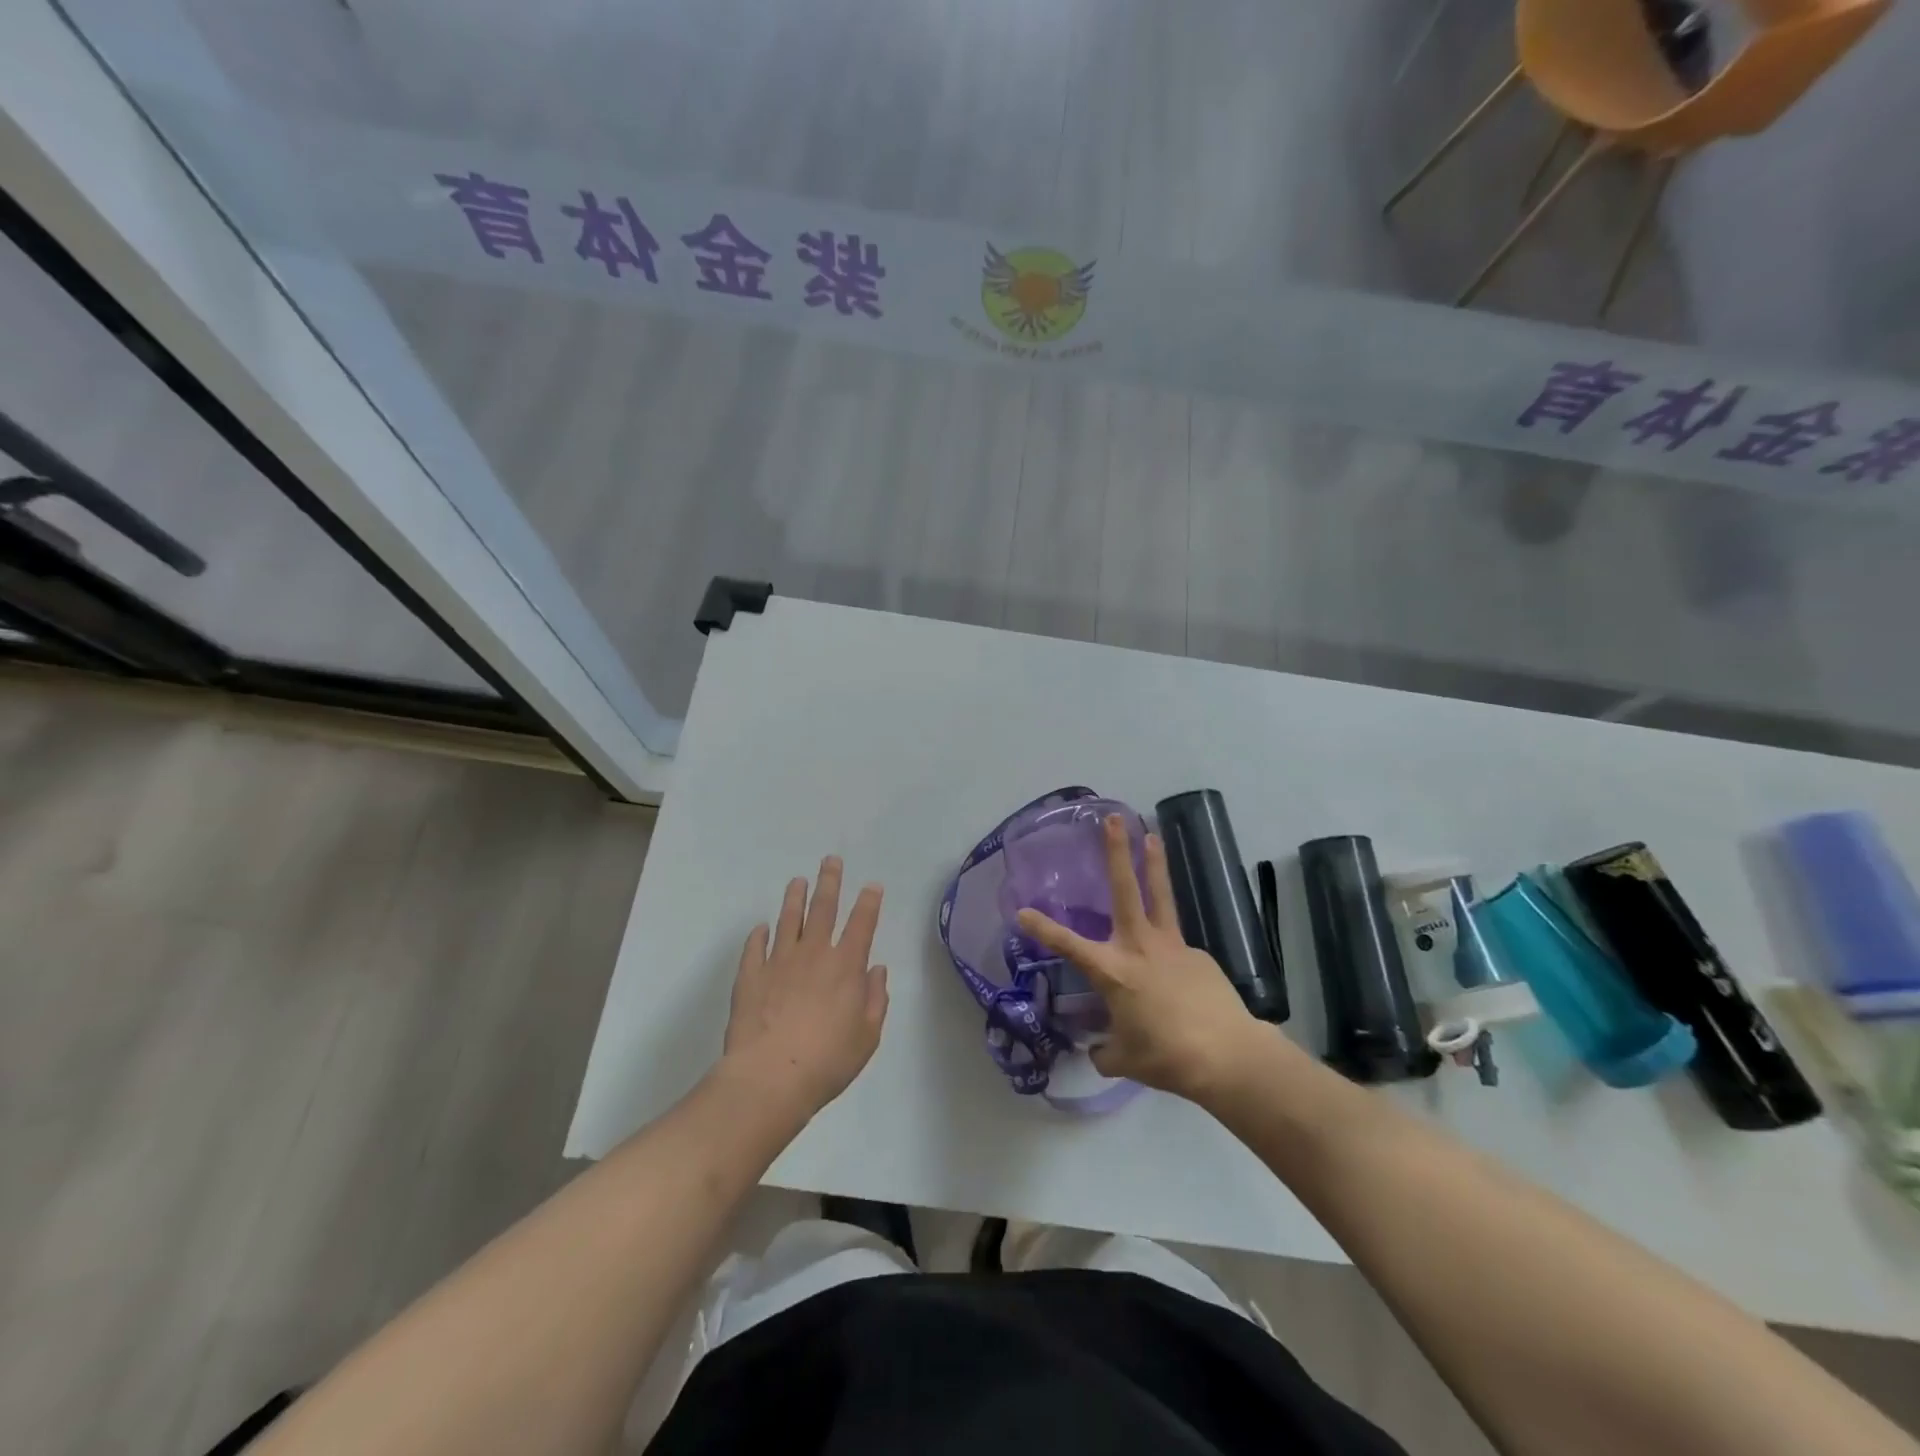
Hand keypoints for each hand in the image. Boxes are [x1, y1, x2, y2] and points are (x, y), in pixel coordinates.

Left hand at [720, 857, 888, 1117]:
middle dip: (829, 882)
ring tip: (797, 882)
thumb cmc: (827, 1061)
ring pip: (788, 920)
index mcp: (846, 966)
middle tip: (831, 861)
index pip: (862, 924)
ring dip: (795, 899)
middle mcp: (814, 954)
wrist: (769, 1078)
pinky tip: (761, 928)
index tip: (872, 885)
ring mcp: (778, 961)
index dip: (869, 902)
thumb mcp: (867, 1036)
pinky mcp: (750, 976)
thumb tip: (876, 970)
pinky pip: (755, 947)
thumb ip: (875, 999)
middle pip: (823, 908)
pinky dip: (758, 935)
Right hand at [1018, 815, 1266, 1101]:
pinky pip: (1177, 949)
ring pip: (1160, 896)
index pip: (1068, 945)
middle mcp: (1139, 947)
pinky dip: (1172, 955)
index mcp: (1113, 971)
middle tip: (1113, 819)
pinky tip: (1180, 981)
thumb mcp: (1125, 1059)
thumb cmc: (1167, 1057)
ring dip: (1153, 864)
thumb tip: (1099, 1051)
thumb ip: (1106, 1051)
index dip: (1042, 928)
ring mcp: (1173, 946)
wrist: (1228, 1056)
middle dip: (1116, 852)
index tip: (1022, 910)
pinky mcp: (1198, 955)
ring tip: (1152, 835)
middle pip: (1126, 890)